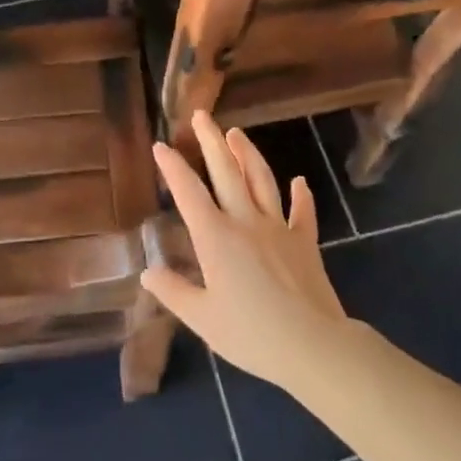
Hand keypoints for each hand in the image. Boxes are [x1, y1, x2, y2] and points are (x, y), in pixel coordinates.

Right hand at [142, 112, 348, 392]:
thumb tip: (148, 272)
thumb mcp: (202, 319)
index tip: (162, 146)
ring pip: (261, 180)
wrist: (312, 345)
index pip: (188, 193)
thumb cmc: (250, 335)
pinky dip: (300, 194)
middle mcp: (245, 222)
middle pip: (226, 172)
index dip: (173, 167)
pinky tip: (299, 181)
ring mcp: (278, 228)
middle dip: (211, 141)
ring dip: (248, 154)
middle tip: (201, 115)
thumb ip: (174, 292)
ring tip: (236, 133)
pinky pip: (302, 211)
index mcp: (215, 238)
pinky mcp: (305, 241)